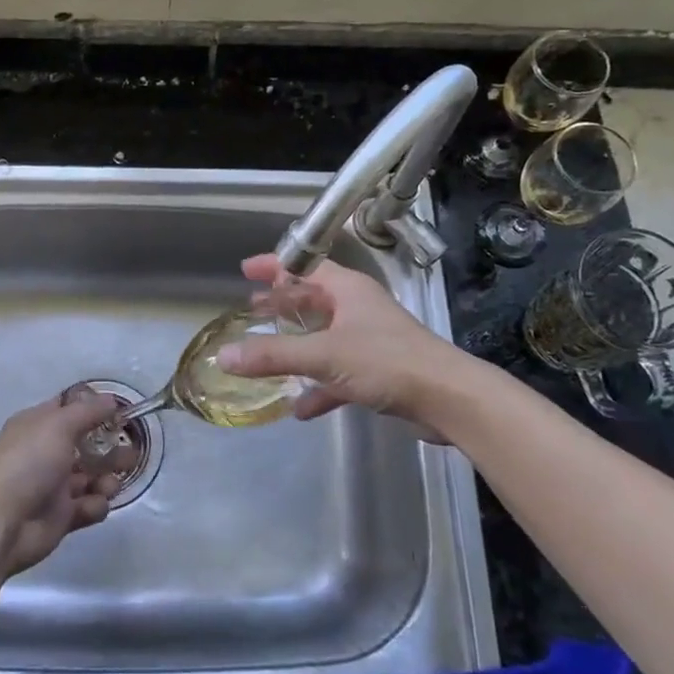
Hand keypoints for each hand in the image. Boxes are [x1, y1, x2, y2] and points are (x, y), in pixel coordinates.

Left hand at [0, 389, 120, 576]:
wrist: (0, 522)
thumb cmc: (28, 462)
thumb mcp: (59, 425)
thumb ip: (89, 411)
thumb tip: (110, 400)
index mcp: (38, 425)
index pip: (69, 410)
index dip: (94, 409)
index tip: (120, 412)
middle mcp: (45, 453)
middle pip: (87, 445)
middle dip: (110, 448)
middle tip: (131, 452)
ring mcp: (53, 486)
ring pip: (91, 477)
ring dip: (107, 479)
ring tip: (110, 484)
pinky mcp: (61, 517)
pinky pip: (88, 506)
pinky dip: (95, 505)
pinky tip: (92, 505)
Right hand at [218, 254, 463, 429]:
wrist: (449, 399)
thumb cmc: (386, 361)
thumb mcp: (323, 355)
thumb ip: (273, 356)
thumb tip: (224, 356)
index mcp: (347, 290)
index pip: (305, 266)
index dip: (274, 265)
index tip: (245, 270)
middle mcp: (358, 308)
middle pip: (314, 299)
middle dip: (283, 304)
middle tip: (253, 309)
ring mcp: (370, 340)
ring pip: (324, 336)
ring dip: (297, 344)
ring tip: (267, 353)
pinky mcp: (379, 372)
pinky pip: (338, 373)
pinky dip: (318, 386)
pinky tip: (300, 407)